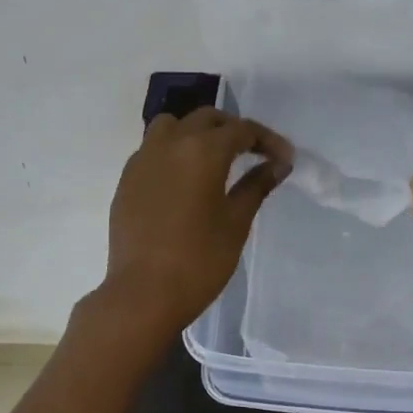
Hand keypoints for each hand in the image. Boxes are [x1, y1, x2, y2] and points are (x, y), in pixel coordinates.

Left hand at [101, 106, 292, 337]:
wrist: (143, 294)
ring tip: (214, 158)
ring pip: (172, 126)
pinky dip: (173, 151)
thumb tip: (278, 164)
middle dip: (233, 129)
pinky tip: (184, 179)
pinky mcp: (127, 180)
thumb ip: (257, 185)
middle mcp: (170, 144)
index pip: (242, 130)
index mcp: (202, 150)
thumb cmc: (199, 259)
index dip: (267, 140)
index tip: (285, 158)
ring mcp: (143, 160)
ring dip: (197, 132)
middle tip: (254, 152)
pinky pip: (153, 149)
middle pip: (206, 118)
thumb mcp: (236, 222)